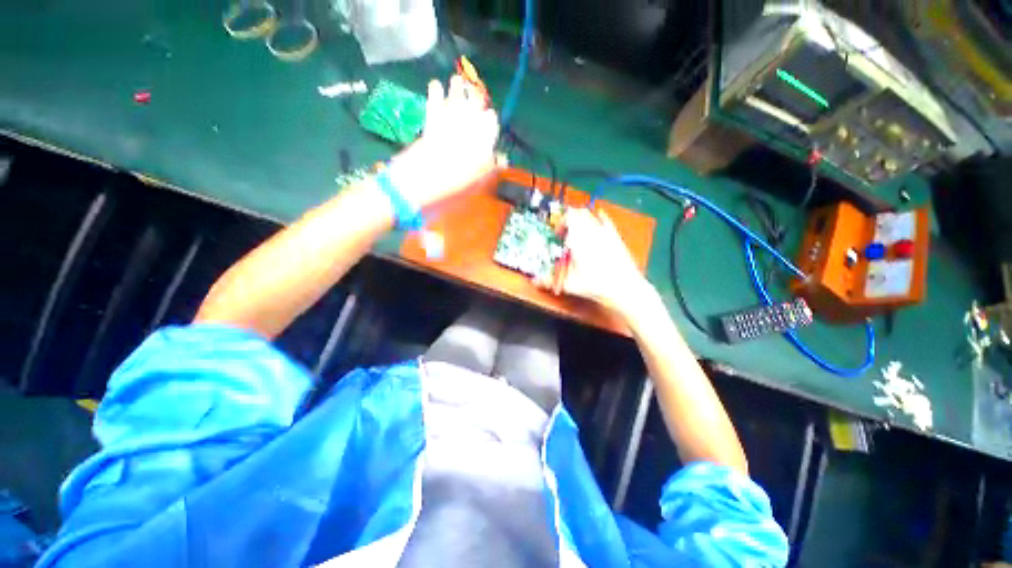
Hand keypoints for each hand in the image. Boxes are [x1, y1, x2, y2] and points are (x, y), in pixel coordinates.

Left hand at [387, 75, 500, 208]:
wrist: (427, 175)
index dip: (490, 119)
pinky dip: (435, 91)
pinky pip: (435, 100)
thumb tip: (502, 161)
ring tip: (456, 79)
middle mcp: (469, 121)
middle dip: (476, 95)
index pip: (491, 120)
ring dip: (457, 87)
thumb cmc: (458, 179)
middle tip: (475, 90)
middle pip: (475, 101)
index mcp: (484, 134)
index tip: (490, 119)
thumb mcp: (480, 177)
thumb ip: (492, 165)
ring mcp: (449, 117)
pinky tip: (435, 84)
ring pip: (456, 95)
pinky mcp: (432, 118)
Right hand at [538, 208, 655, 317]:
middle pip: (579, 213)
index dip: (560, 222)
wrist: (624, 288)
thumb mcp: (569, 284)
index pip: (568, 216)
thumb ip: (550, 281)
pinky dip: (599, 218)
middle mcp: (592, 231)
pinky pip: (606, 221)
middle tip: (565, 233)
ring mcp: (606, 233)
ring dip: (581, 220)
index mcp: (579, 238)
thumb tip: (534, 281)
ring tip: (577, 233)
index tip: (557, 234)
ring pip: (591, 215)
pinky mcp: (616, 238)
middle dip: (569, 220)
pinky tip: (597, 220)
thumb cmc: (596, 284)